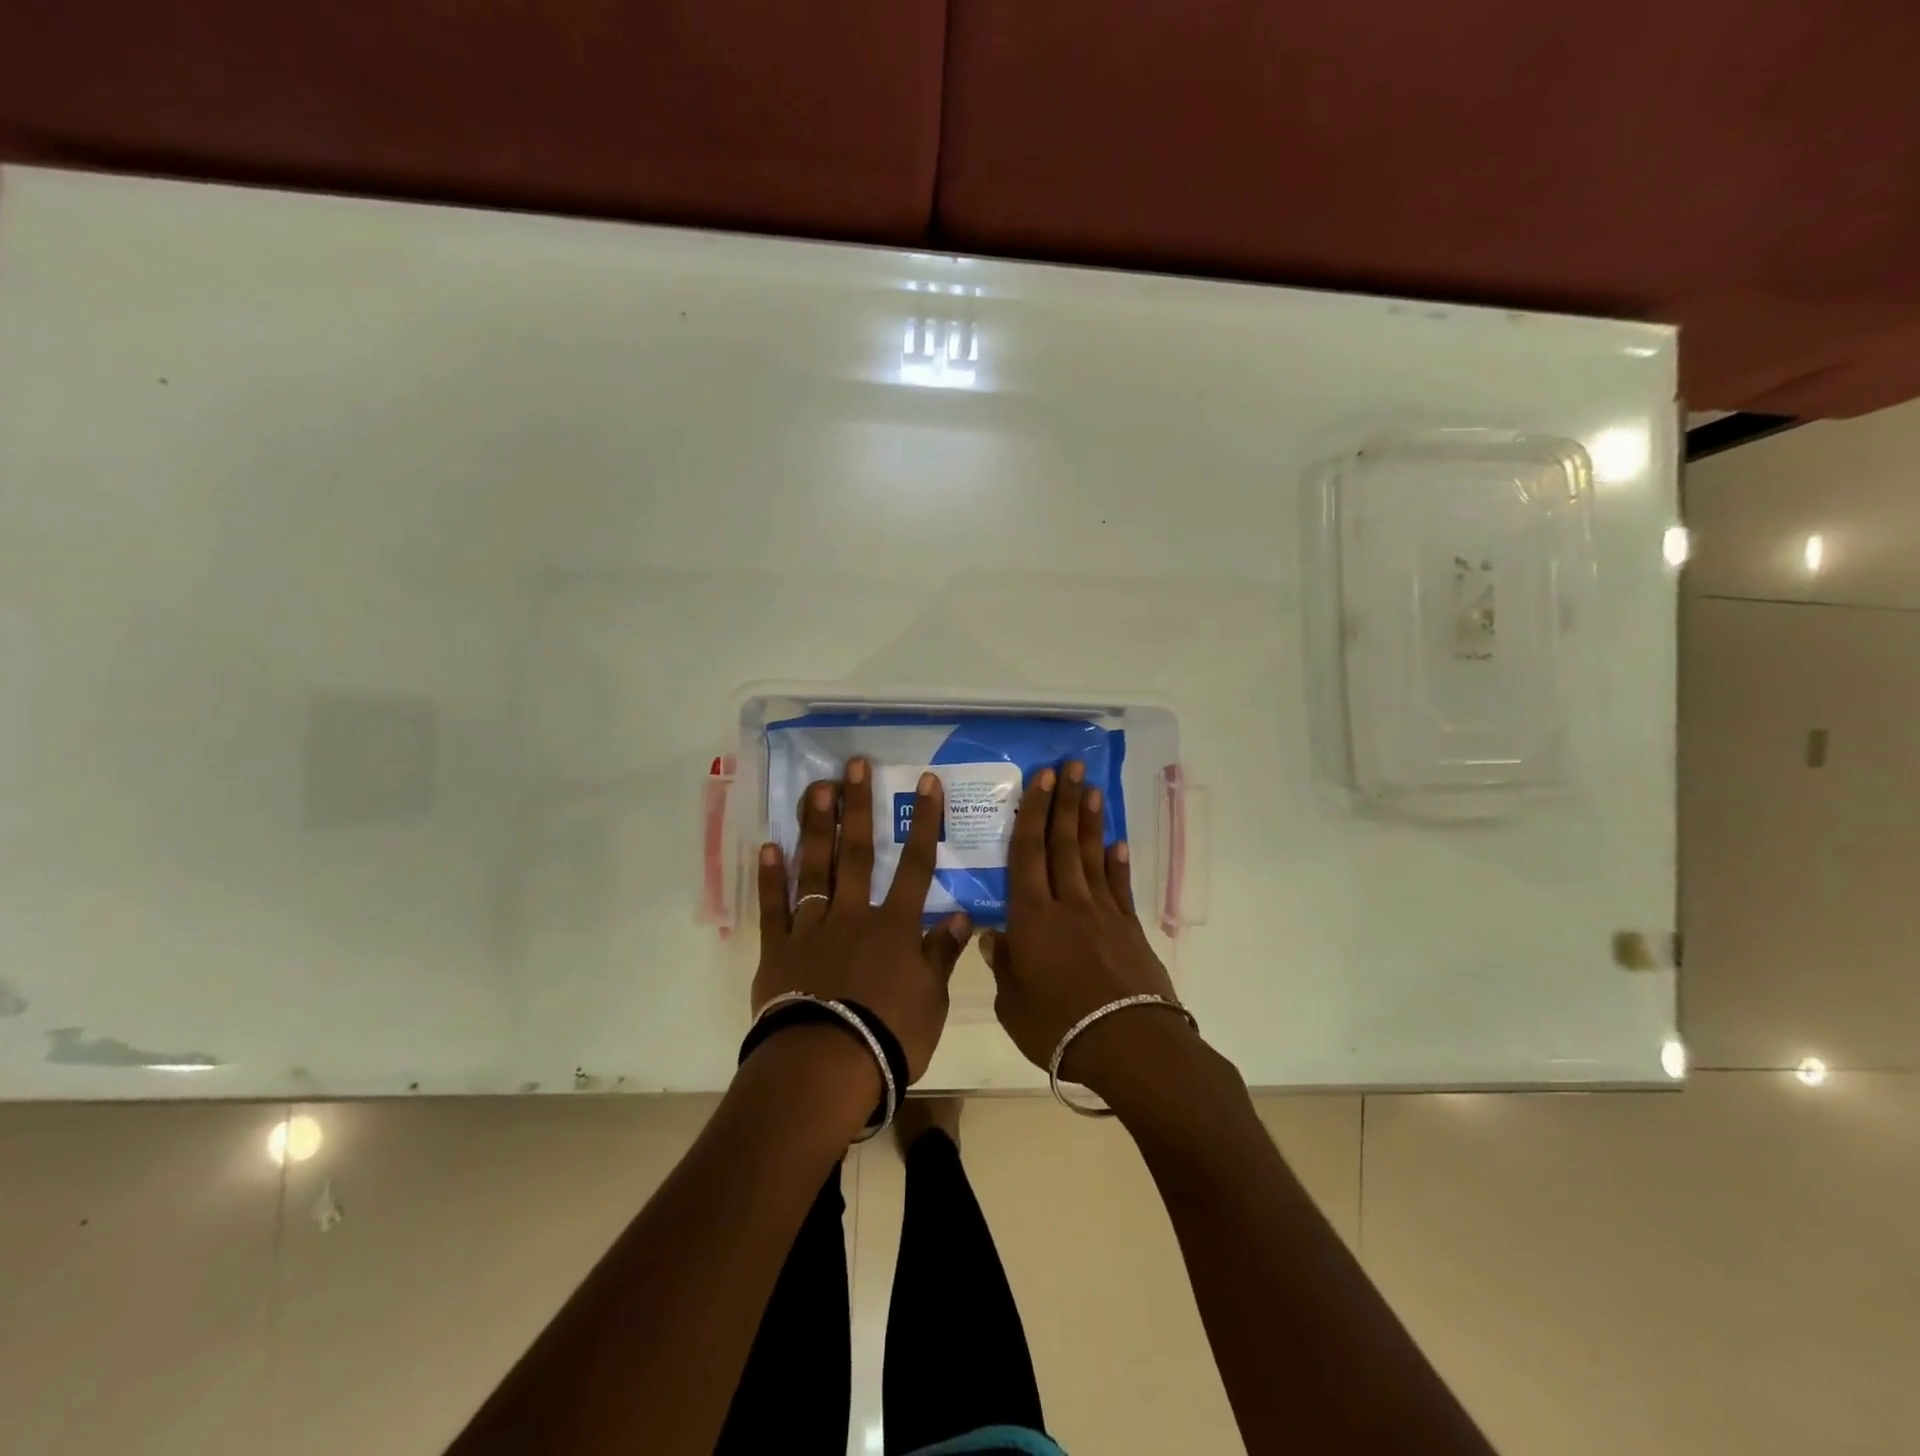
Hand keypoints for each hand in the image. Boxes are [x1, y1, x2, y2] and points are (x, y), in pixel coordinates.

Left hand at [754, 757, 970, 1082]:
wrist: (825, 1067)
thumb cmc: (889, 1036)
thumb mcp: (931, 999)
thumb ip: (942, 954)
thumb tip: (962, 915)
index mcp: (894, 926)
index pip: (916, 864)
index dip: (924, 822)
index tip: (926, 782)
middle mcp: (853, 915)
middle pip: (857, 853)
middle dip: (858, 807)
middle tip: (854, 765)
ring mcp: (812, 929)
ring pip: (814, 870)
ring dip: (816, 828)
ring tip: (816, 789)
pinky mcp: (779, 951)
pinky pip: (774, 908)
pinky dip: (771, 879)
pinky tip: (768, 848)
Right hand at [979, 761, 1181, 1083]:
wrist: (1129, 1045)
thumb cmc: (1059, 1027)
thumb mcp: (1013, 1005)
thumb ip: (1003, 966)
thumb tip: (992, 936)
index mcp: (1032, 917)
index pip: (1028, 853)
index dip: (1032, 813)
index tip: (1039, 779)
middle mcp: (1067, 903)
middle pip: (1062, 843)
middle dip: (1064, 801)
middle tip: (1068, 765)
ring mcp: (1103, 913)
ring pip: (1091, 857)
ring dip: (1090, 821)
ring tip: (1091, 788)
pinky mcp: (1129, 929)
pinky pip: (1120, 887)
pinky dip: (1117, 863)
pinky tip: (1116, 843)